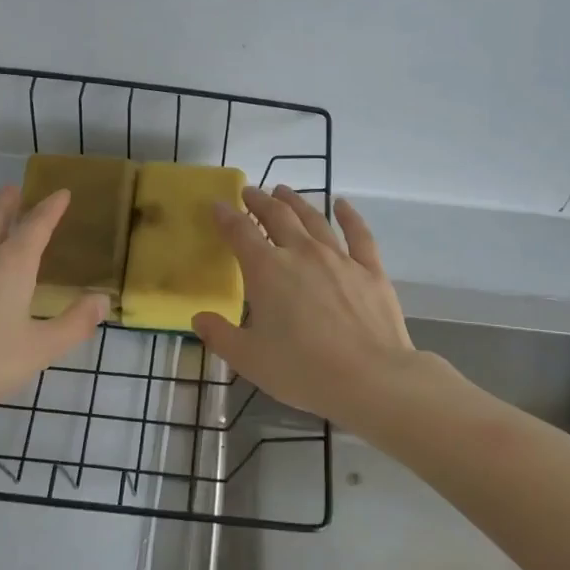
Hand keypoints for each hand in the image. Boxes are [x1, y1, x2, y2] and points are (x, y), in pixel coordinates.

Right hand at [193, 186, 421, 424]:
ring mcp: (339, 258)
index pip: (240, 233)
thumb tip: (199, 318)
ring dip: (296, 202)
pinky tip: (343, 204)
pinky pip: (358, 234)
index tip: (218, 205)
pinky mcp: (370, 270)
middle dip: (260, 201)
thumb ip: (220, 336)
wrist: (370, 378)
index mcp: (267, 271)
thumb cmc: (302, 370)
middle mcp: (301, 253)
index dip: (226, 217)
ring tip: (284, 191)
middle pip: (278, 216)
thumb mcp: (249, 359)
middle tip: (250, 191)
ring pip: (314, 219)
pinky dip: (349, 216)